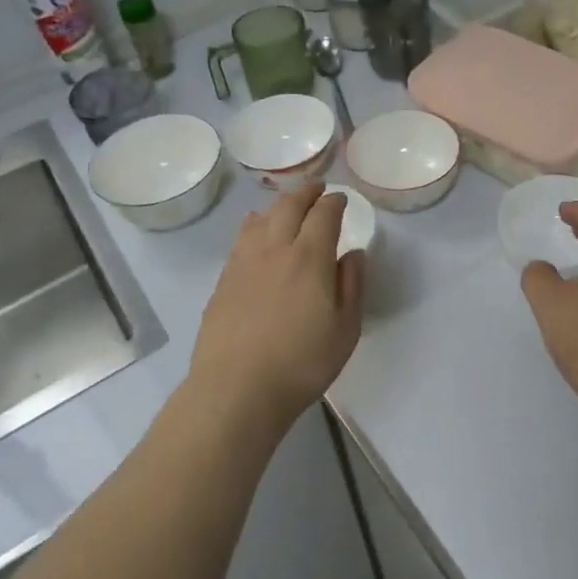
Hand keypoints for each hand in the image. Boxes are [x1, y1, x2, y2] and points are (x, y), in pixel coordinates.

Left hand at [189, 182, 365, 430]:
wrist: (236, 389)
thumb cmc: (301, 363)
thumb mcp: (345, 330)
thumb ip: (352, 286)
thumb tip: (354, 253)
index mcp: (310, 257)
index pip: (324, 215)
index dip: (334, 202)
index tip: (341, 200)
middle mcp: (275, 249)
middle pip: (289, 206)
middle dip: (306, 193)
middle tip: (317, 189)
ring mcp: (244, 262)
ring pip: (261, 218)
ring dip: (278, 204)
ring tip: (287, 205)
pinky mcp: (223, 280)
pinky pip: (241, 238)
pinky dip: (253, 224)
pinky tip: (254, 229)